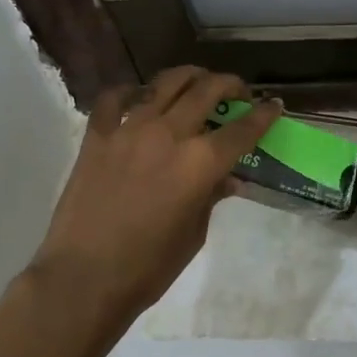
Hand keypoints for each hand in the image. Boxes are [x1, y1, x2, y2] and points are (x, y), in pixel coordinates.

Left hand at [29, 67, 282, 329]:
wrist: (83, 278)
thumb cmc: (148, 267)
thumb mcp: (193, 234)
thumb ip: (211, 197)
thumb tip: (227, 178)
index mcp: (200, 163)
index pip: (242, 129)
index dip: (263, 114)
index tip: (274, 104)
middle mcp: (169, 134)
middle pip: (207, 90)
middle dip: (230, 84)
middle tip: (237, 91)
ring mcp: (130, 129)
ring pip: (166, 82)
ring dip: (189, 77)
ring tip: (196, 82)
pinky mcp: (97, 135)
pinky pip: (116, 98)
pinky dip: (131, 92)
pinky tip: (140, 98)